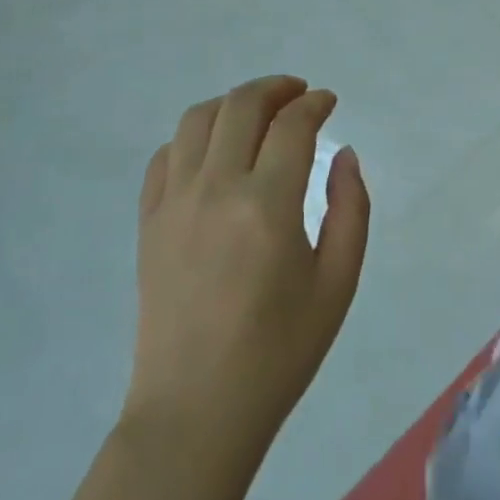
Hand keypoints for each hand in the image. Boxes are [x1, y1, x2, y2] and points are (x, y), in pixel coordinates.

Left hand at [126, 76, 368, 451]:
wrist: (196, 411)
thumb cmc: (278, 352)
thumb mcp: (337, 284)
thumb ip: (351, 209)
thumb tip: (344, 155)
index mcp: (267, 205)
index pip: (292, 125)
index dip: (314, 103)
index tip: (328, 102)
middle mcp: (216, 188)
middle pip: (242, 105)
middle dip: (276, 88)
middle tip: (298, 95)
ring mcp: (174, 202)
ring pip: (198, 118)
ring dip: (233, 103)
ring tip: (257, 114)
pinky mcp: (148, 221)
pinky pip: (166, 155)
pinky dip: (193, 137)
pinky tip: (214, 152)